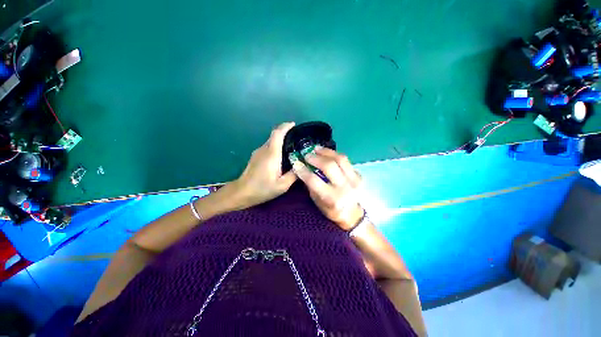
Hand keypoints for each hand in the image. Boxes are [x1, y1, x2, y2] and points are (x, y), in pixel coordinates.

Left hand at [230, 122, 297, 208]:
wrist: (241, 192)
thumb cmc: (262, 189)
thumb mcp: (282, 185)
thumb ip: (294, 174)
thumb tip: (301, 166)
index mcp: (272, 154)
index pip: (277, 133)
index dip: (286, 126)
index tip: (294, 124)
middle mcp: (264, 149)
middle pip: (274, 135)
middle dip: (285, 132)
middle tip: (297, 137)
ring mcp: (258, 152)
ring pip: (271, 141)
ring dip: (280, 140)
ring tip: (291, 146)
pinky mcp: (255, 156)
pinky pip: (268, 147)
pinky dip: (276, 146)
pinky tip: (281, 155)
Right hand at [292, 147, 363, 230]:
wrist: (353, 215)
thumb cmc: (332, 210)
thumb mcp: (318, 203)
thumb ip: (311, 186)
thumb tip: (304, 169)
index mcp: (331, 198)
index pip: (314, 180)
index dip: (303, 170)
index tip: (296, 163)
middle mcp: (344, 188)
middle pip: (329, 166)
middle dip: (315, 158)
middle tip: (307, 154)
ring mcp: (354, 180)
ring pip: (340, 159)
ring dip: (326, 151)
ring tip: (317, 148)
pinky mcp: (359, 175)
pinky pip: (346, 160)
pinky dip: (335, 155)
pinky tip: (327, 154)